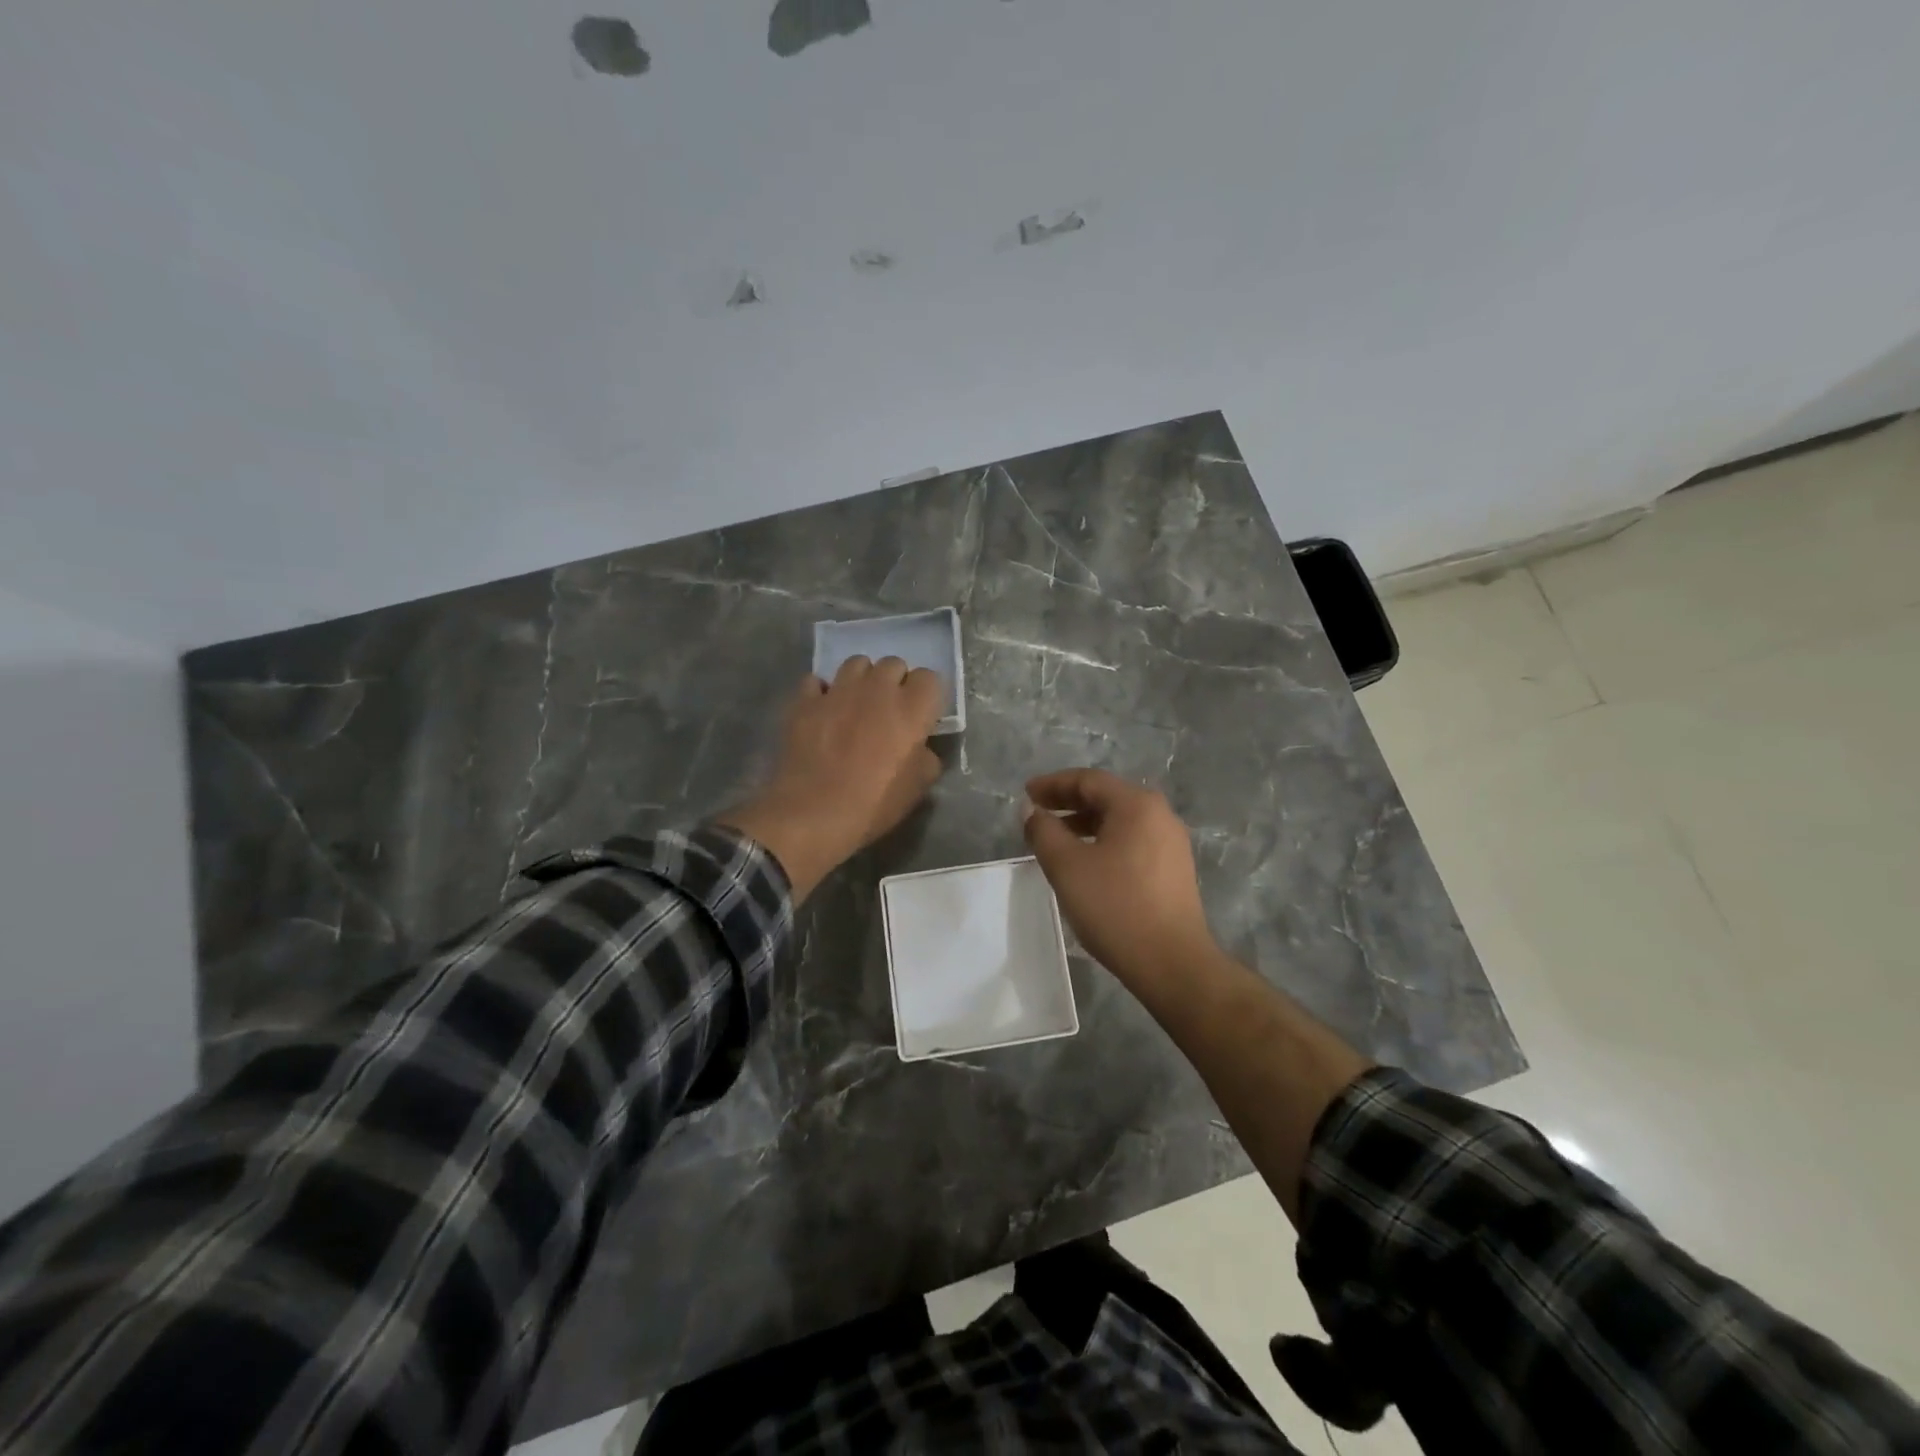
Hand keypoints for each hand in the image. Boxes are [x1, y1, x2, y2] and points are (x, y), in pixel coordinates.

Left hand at [720, 657, 943, 899]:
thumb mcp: (917, 788)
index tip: (922, 716)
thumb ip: (926, 757)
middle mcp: (877, 689)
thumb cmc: (874, 804)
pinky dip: (823, 691)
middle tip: (889, 710)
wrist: (813, 813)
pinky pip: (816, 681)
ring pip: (856, 663)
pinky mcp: (805, 701)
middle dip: (895, 682)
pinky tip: (823, 710)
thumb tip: (920, 748)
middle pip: (893, 664)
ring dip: (862, 679)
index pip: (930, 678)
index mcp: (911, 708)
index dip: (927, 695)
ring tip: (857, 703)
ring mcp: (838, 691)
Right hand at [1022, 768, 1216, 986]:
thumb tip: (1031, 810)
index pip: (1088, 780)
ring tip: (1055, 840)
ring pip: (1120, 821)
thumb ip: (1044, 831)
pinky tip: (1086, 863)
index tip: (1026, 794)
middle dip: (1068, 802)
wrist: (1172, 963)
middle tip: (1037, 813)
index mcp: (1137, 805)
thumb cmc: (1115, 907)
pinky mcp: (1174, 869)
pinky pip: (1132, 841)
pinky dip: (1104, 842)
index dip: (1053, 784)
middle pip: (1107, 797)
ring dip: (1085, 824)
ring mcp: (1171, 843)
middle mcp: (1160, 815)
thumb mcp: (1067, 867)